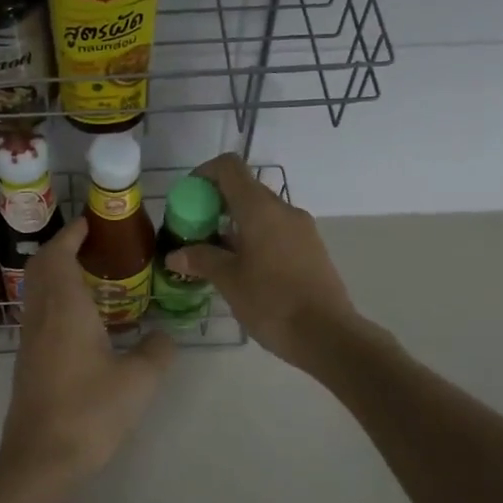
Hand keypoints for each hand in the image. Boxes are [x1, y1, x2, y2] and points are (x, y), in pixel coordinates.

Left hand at [0, 216, 173, 495]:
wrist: (41, 460)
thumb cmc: (89, 413)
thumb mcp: (139, 381)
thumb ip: (158, 351)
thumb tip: (166, 336)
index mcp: (65, 308)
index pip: (59, 254)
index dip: (72, 234)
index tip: (91, 223)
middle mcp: (41, 315)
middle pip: (42, 266)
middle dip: (63, 247)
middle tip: (95, 245)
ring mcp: (30, 339)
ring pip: (37, 290)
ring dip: (57, 273)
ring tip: (93, 276)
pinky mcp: (28, 361)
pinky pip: (39, 312)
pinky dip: (56, 298)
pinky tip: (84, 319)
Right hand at [165, 154, 359, 368]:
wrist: (327, 335)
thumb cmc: (272, 302)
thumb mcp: (229, 281)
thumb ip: (201, 260)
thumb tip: (175, 254)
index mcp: (260, 208)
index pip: (229, 167)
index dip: (204, 174)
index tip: (187, 198)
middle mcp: (283, 209)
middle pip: (244, 189)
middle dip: (215, 204)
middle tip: (196, 233)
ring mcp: (302, 229)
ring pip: (261, 212)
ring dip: (235, 224)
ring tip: (216, 255)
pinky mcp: (311, 248)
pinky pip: (276, 230)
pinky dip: (254, 237)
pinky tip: (243, 269)